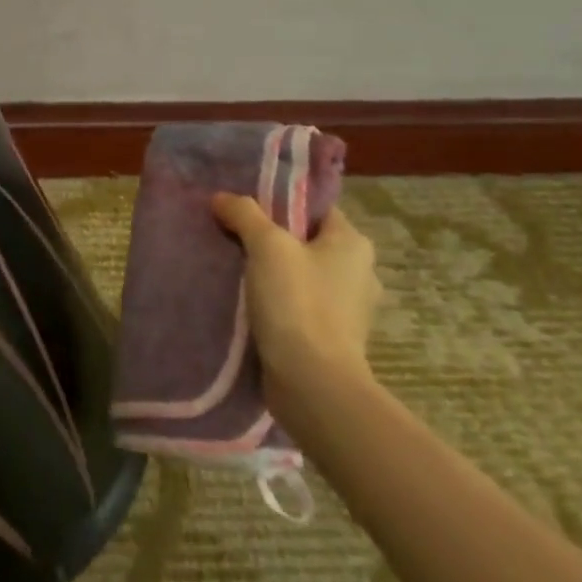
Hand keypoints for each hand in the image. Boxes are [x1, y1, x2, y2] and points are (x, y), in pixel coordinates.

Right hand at [211, 197, 381, 395]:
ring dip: (272, 273)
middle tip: (232, 237)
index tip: (245, 208)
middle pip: (306, 242)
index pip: (315, 209)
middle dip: (272, 240)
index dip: (281, 204)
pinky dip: (277, 303)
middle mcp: (360, 273)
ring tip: (234, 270)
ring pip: (301, 276)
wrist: (313, 384)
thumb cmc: (297, 303)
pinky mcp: (333, 339)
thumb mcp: (266, 246)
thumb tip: (222, 197)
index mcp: (354, 244)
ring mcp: (349, 310)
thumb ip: (244, 214)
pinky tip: (248, 304)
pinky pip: (300, 306)